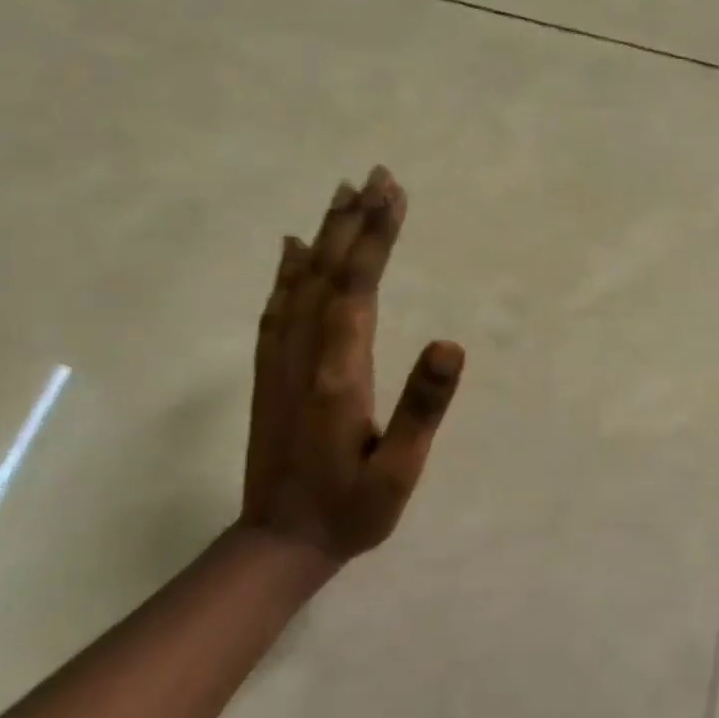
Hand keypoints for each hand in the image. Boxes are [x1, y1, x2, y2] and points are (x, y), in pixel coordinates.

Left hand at [240, 167, 464, 559]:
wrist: (278, 542)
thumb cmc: (351, 510)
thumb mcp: (399, 471)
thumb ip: (422, 408)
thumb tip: (451, 345)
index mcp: (338, 373)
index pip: (358, 287)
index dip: (376, 237)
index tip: (392, 192)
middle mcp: (303, 354)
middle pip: (327, 272)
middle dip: (354, 221)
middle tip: (376, 175)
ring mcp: (279, 361)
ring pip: (299, 282)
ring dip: (323, 234)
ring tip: (342, 193)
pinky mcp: (268, 373)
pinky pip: (276, 307)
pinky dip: (285, 270)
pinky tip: (291, 247)